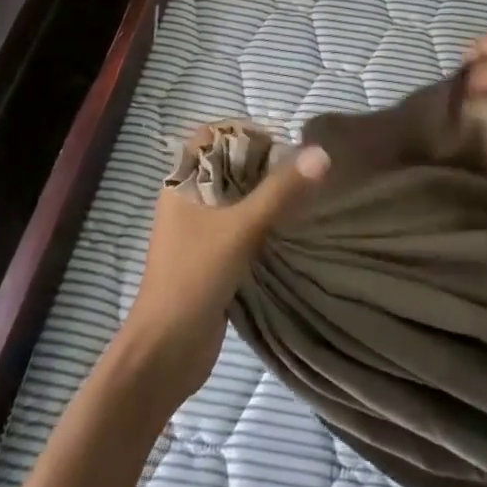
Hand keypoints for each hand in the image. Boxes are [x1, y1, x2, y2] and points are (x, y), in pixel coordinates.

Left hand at [116, 143, 330, 406]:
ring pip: (238, 196)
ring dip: (267, 195)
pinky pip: (242, 225)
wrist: (165, 353)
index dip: (245, 133)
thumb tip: (321, 153)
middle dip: (264, 164)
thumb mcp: (240, 229)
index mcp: (182, 182)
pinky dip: (265, 222)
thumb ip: (280, 191)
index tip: (281, 145)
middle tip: (302, 172)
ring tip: (305, 196)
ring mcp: (200, 229)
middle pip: (230, 164)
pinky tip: (294, 228)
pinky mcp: (213, 256)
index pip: (213, 135)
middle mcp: (188, 198)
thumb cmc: (193, 278)